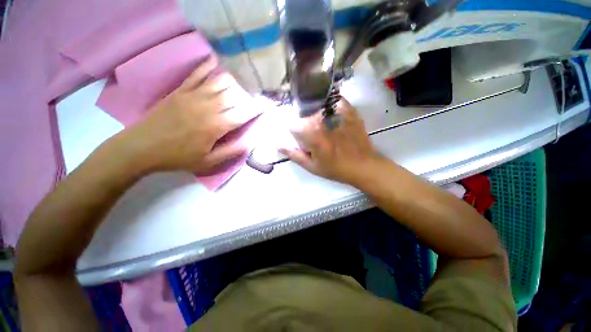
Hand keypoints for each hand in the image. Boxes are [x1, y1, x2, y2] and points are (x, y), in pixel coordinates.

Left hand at [116, 55, 258, 174]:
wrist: (142, 147)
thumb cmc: (178, 157)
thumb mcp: (208, 162)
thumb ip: (231, 151)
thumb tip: (249, 143)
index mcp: (217, 126)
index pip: (244, 114)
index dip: (257, 109)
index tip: (266, 106)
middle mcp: (209, 107)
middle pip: (235, 95)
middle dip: (248, 96)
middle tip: (254, 97)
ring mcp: (194, 95)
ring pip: (220, 82)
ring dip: (234, 82)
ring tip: (242, 83)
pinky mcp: (181, 90)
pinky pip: (197, 74)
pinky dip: (208, 66)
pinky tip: (216, 60)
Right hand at [280, 98, 384, 184]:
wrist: (363, 165)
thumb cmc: (335, 168)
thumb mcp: (312, 166)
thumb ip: (294, 154)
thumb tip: (278, 144)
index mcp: (310, 133)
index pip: (291, 123)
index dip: (293, 131)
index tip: (298, 137)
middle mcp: (321, 118)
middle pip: (303, 112)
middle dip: (303, 122)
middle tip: (311, 133)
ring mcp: (336, 112)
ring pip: (317, 103)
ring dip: (315, 111)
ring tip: (322, 124)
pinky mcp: (349, 110)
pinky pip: (334, 99)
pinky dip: (330, 103)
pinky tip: (331, 113)